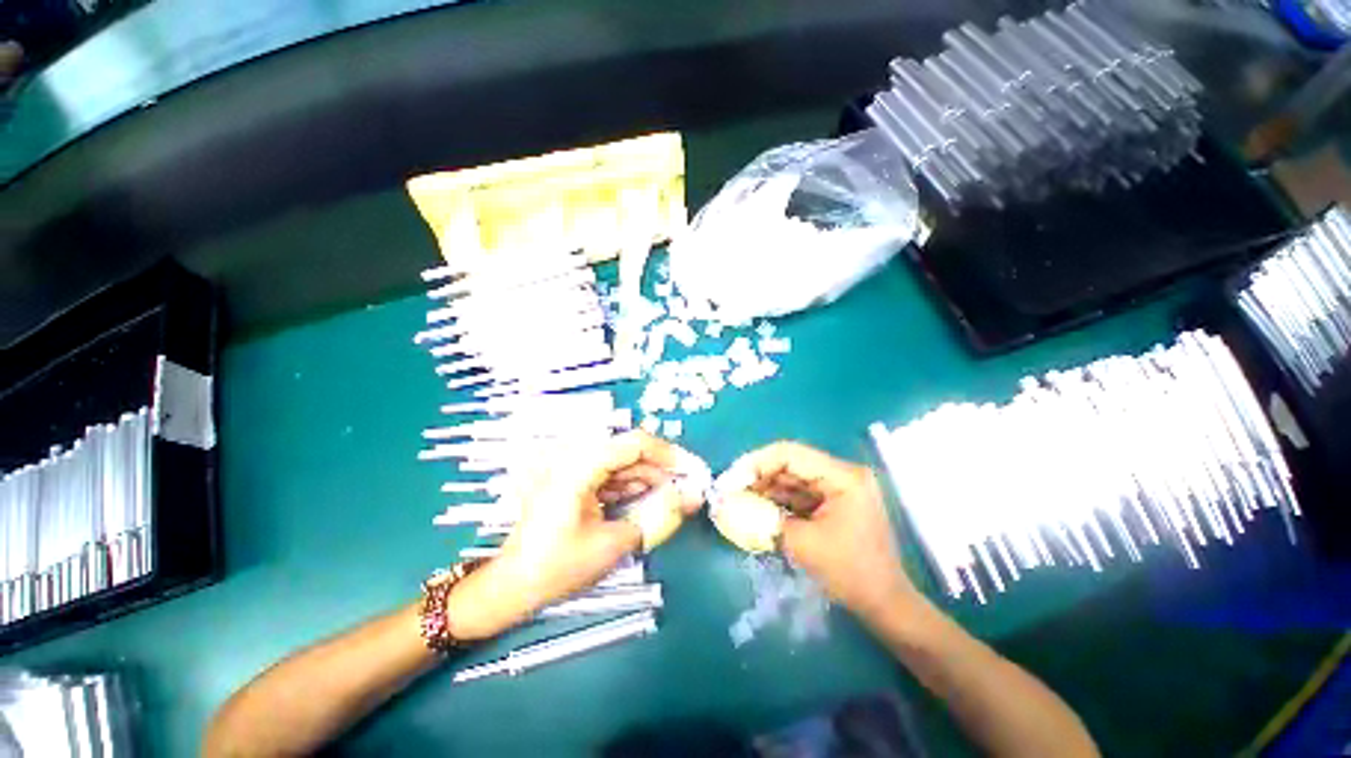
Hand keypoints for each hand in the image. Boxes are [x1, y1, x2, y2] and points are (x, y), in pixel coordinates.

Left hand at [446, 431, 703, 639]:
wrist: (513, 586)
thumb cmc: (557, 567)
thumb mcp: (615, 543)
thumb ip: (659, 517)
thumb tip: (693, 498)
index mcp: (581, 465)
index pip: (636, 444)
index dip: (670, 455)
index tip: (693, 472)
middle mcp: (578, 458)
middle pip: (631, 452)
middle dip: (662, 470)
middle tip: (687, 491)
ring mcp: (576, 469)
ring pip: (624, 464)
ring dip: (650, 480)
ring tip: (672, 500)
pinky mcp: (577, 481)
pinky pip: (613, 476)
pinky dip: (633, 488)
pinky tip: (649, 503)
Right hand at [722, 441, 917, 620]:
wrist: (885, 606)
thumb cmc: (851, 574)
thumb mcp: (803, 544)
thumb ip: (764, 518)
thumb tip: (728, 505)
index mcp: (842, 476)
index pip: (790, 454)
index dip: (756, 463)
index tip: (731, 479)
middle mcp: (841, 474)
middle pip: (789, 464)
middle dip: (757, 476)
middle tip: (728, 491)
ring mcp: (837, 488)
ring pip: (791, 479)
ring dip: (764, 488)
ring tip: (737, 500)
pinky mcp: (832, 502)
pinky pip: (798, 494)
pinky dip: (777, 500)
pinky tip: (756, 507)